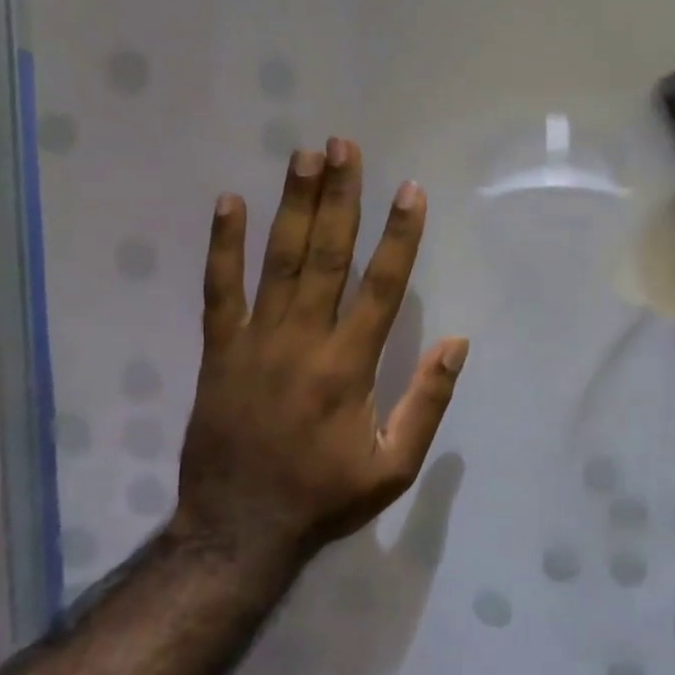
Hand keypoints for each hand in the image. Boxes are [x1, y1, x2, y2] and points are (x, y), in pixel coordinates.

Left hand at [174, 138, 468, 560]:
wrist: (238, 529)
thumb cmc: (325, 497)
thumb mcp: (394, 467)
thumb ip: (426, 403)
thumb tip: (456, 344)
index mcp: (350, 367)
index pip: (382, 287)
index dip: (399, 237)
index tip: (408, 190)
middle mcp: (304, 341)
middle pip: (326, 256)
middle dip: (339, 198)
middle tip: (344, 145)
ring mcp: (255, 342)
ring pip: (277, 261)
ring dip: (293, 205)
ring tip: (304, 155)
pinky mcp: (219, 351)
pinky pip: (218, 290)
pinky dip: (223, 246)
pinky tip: (229, 202)